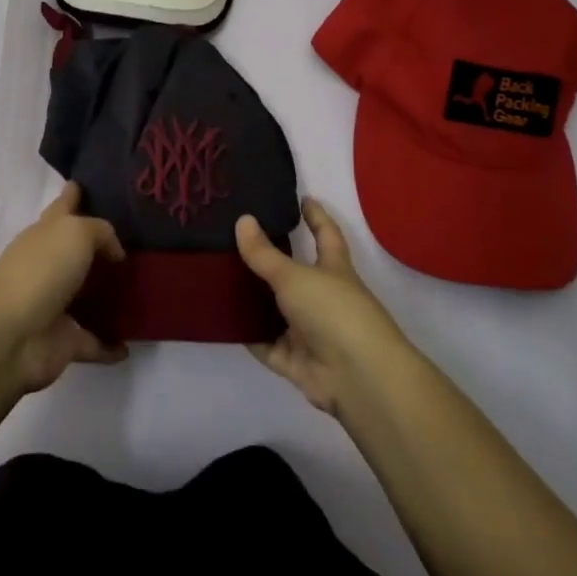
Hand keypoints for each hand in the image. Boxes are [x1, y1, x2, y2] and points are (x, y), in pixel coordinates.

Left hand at [0, 182, 127, 392]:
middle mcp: (49, 265)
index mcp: (46, 233)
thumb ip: (101, 232)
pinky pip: (93, 341)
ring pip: (87, 296)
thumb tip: (114, 252)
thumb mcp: (75, 233)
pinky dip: (111, 345)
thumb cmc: (40, 272)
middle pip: (77, 251)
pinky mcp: (63, 341)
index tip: (88, 183)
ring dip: (109, 297)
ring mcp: (55, 305)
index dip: (74, 193)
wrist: (9, 338)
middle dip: (101, 248)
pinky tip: (131, 345)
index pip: (63, 205)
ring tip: (144, 292)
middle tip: (140, 243)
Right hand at [236, 199, 410, 413]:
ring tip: (218, 275)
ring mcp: (309, 331)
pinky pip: (265, 344)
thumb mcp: (295, 276)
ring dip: (254, 298)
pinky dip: (248, 335)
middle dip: (270, 259)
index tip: (302, 198)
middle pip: (293, 273)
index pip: (325, 235)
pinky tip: (220, 319)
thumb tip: (243, 219)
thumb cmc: (334, 312)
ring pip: (276, 310)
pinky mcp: (295, 361)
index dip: (315, 216)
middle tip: (235, 237)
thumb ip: (265, 254)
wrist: (358, 378)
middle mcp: (322, 297)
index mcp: (334, 270)